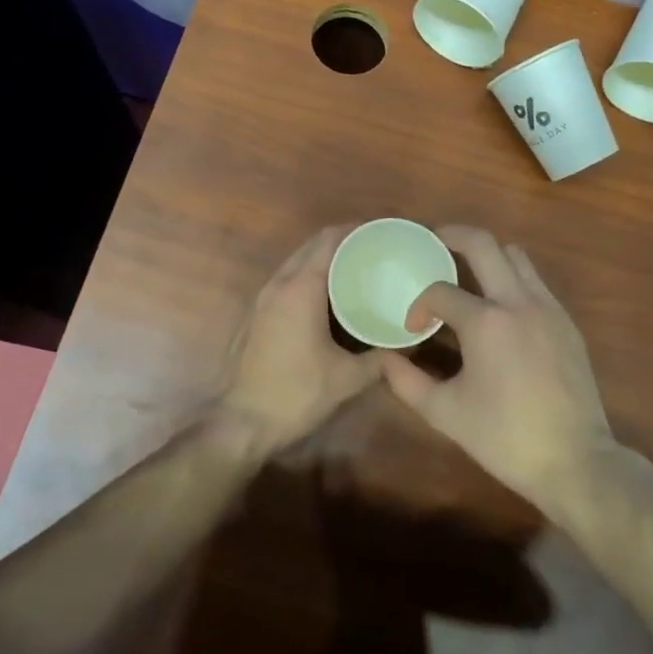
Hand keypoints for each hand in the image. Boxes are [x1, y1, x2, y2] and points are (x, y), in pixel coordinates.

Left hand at [213, 226, 382, 453]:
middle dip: (343, 241)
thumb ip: (381, 357)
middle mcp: (279, 284)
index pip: (330, 241)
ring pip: (297, 261)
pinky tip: (329, 296)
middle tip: (375, 250)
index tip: (383, 233)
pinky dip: (309, 276)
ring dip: (324, 258)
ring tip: (357, 268)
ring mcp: (263, 298)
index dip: (357, 231)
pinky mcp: (256, 314)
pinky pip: (287, 280)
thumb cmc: (296, 394)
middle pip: (312, 245)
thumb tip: (410, 342)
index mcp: (301, 289)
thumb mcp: (347, 378)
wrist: (241, 423)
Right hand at [380, 226, 614, 512]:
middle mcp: (518, 301)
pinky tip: (501, 307)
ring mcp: (548, 308)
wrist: (575, 460)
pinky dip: (512, 278)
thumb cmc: (505, 438)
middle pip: (483, 243)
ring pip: (515, 256)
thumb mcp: (446, 414)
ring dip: (487, 255)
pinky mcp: (566, 322)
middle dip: (452, 235)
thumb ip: (407, 382)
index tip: (413, 327)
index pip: (440, 292)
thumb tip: (385, 358)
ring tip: (467, 272)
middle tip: (432, 242)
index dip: (419, 305)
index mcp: (486, 322)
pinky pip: (535, 281)